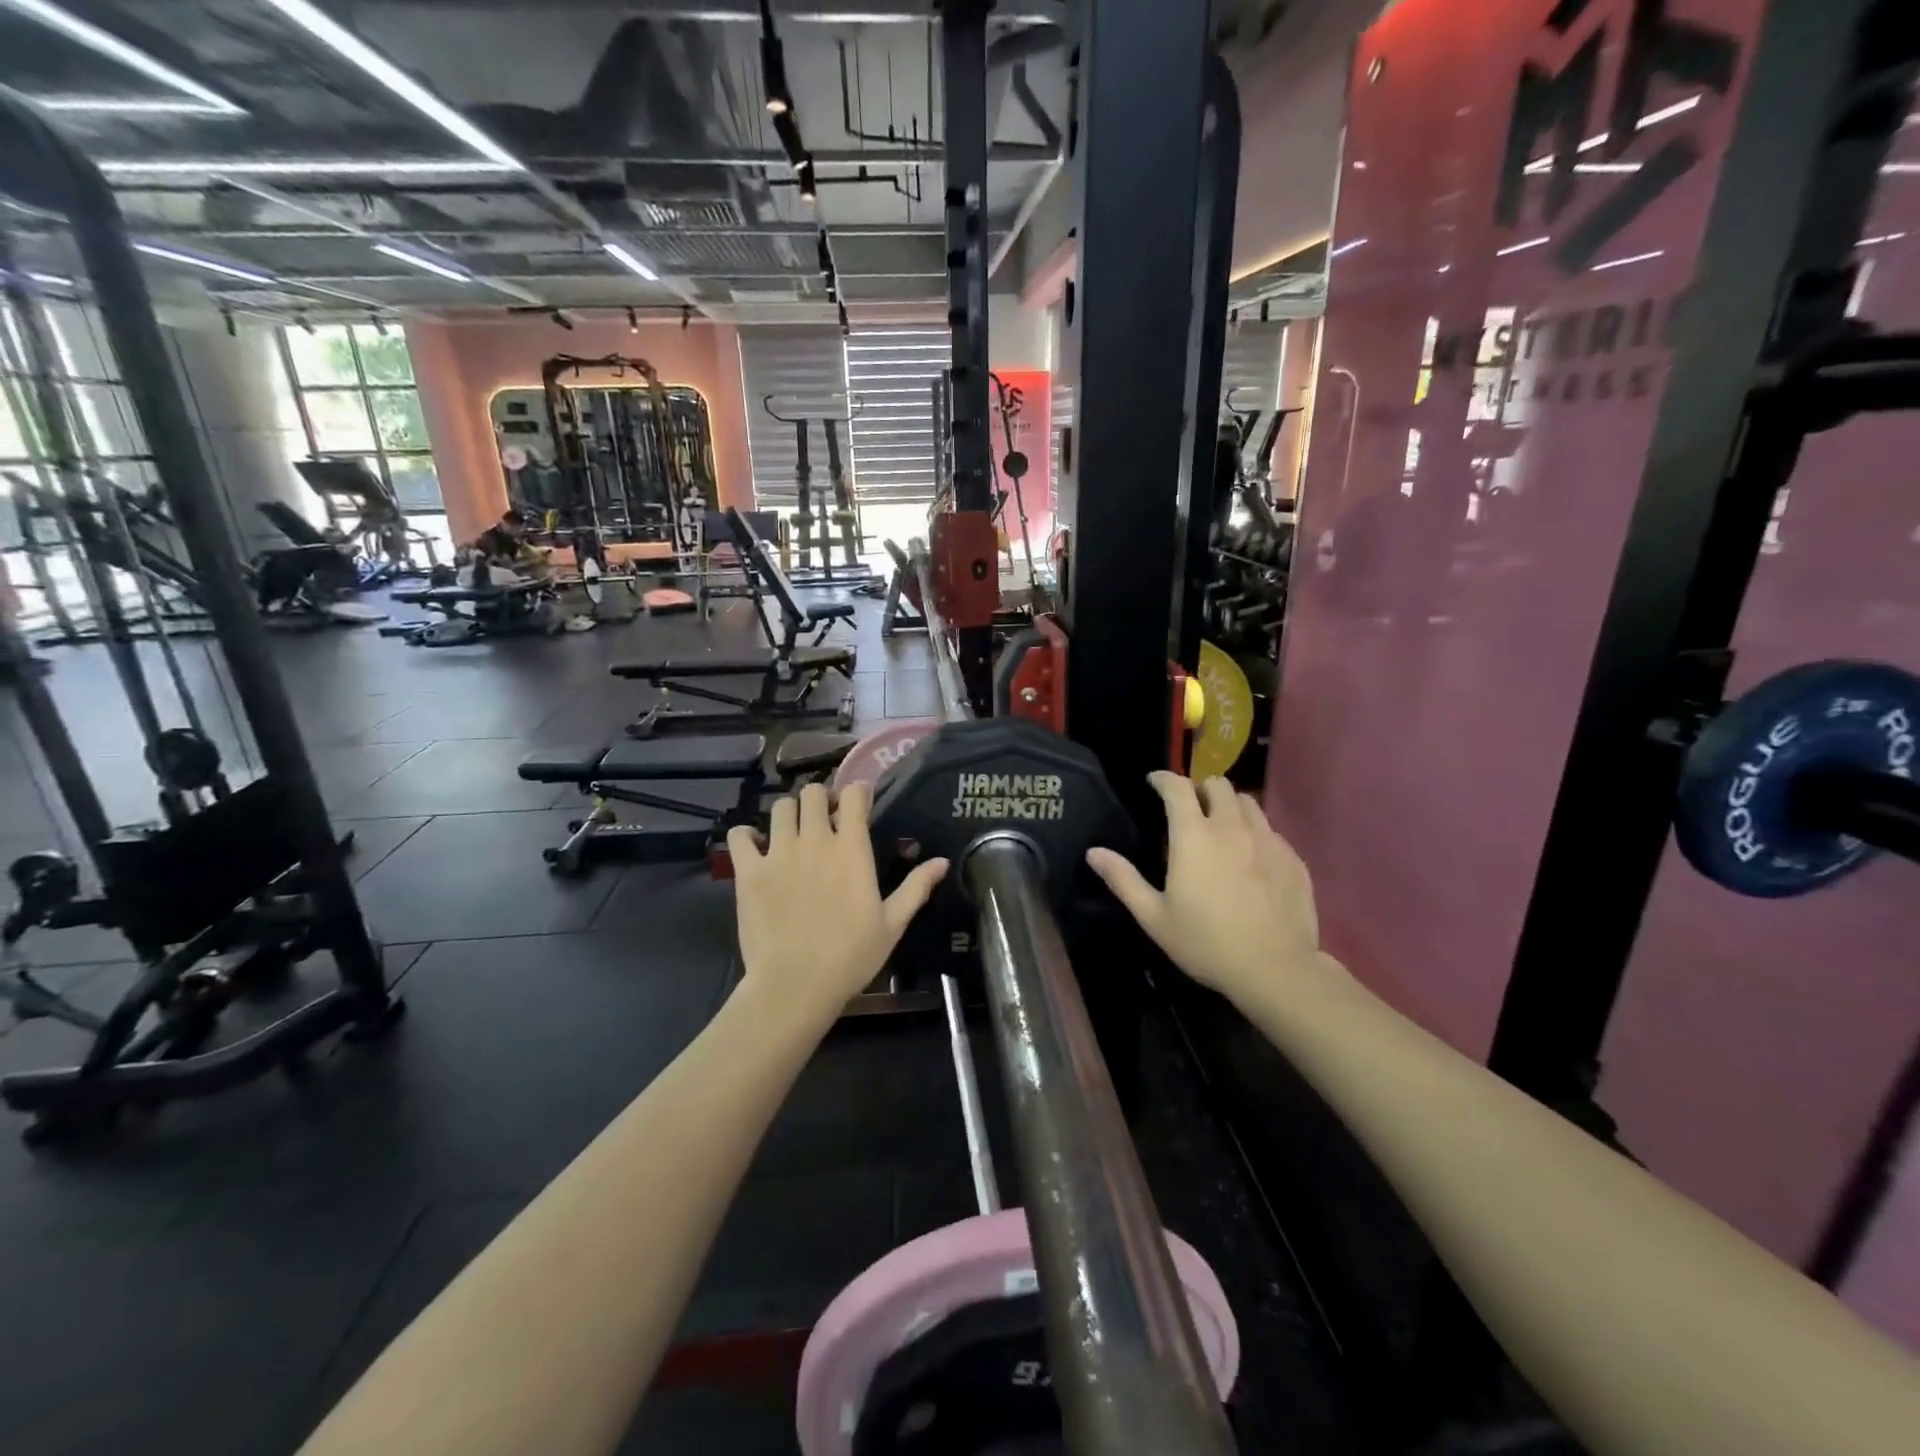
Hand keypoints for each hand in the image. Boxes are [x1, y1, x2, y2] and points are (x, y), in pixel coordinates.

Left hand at [727, 782, 947, 1016]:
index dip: (857, 792)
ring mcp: (778, 853)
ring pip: (780, 806)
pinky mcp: (749, 871)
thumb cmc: (850, 956)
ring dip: (789, 812)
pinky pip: (740, 835)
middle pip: (813, 792)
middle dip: (821, 798)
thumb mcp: (892, 924)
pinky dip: (746, 834)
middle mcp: (814, 840)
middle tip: (824, 817)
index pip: (854, 796)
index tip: (859, 802)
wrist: (795, 985)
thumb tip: (942, 862)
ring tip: (792, 830)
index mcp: (851, 849)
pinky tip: (755, 846)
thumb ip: (916, 888)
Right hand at [1087, 772, 1326, 1006]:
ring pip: (1248, 802)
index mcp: (1193, 836)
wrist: (1275, 970)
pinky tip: (1251, 860)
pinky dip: (1255, 833)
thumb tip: (1094, 852)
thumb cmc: (1206, 943)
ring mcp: (1268, 840)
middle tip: (1190, 809)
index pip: (1178, 787)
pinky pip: (1271, 830)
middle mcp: (1232, 827)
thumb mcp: (1154, 917)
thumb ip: (1123, 880)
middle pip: (1218, 784)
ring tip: (1221, 828)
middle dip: (1200, 789)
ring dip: (1230, 806)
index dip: (1163, 778)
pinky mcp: (1292, 858)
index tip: (1154, 783)